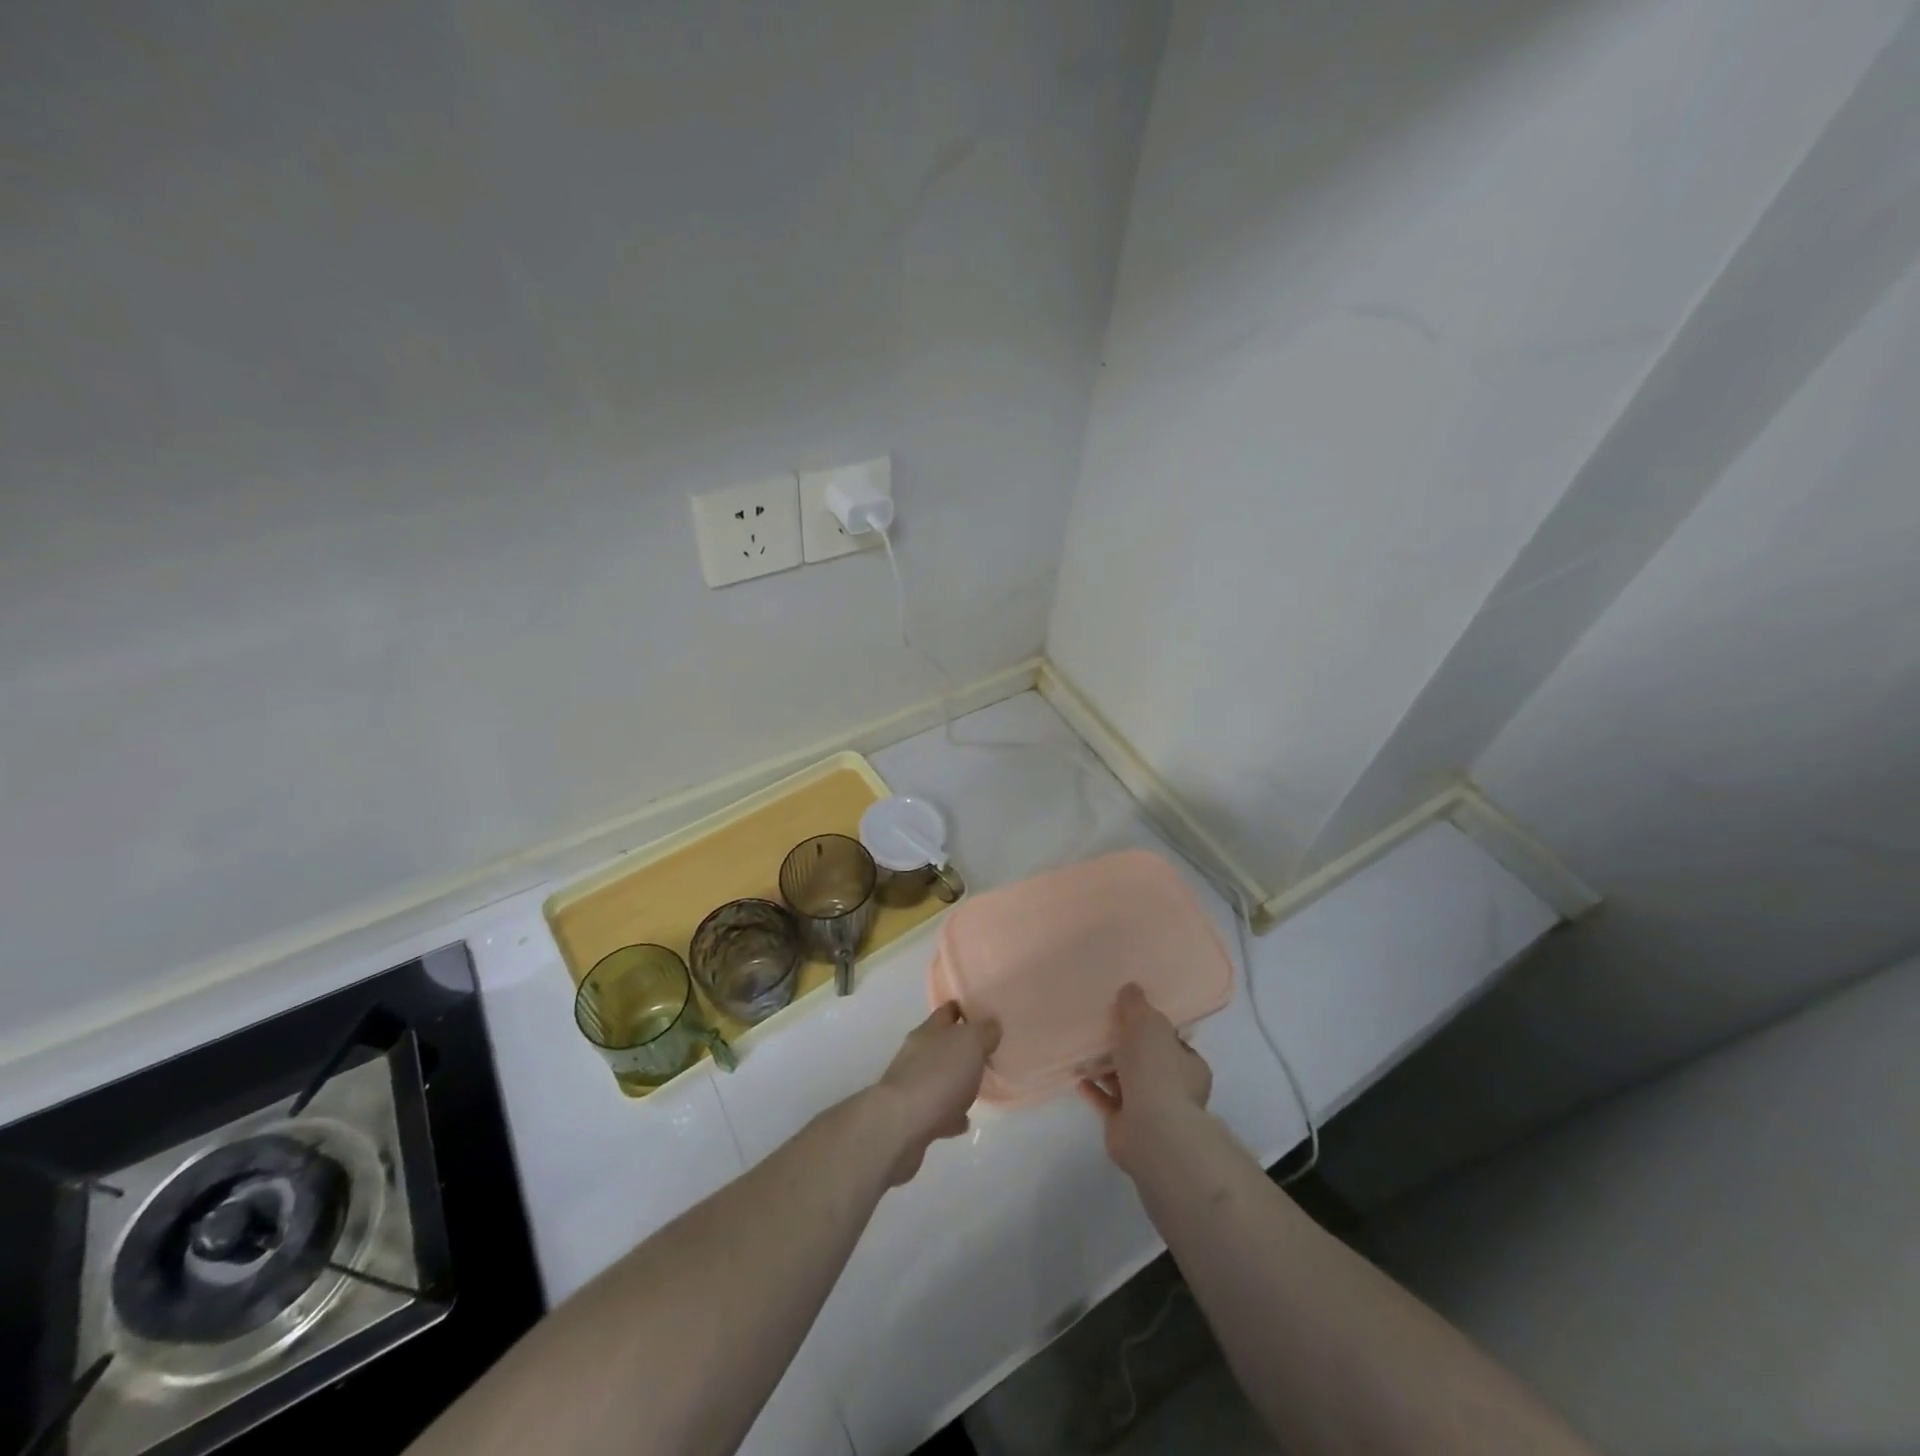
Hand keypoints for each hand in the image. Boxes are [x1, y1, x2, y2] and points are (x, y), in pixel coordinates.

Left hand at [872, 1002, 1000, 1185]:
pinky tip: (963, 1121)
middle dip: (962, 1048)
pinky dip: (950, 1114)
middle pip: (943, 1043)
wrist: (901, 1126)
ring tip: (978, 1088)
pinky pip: (937, 1110)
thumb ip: (984, 1031)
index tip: (985, 1013)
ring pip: (939, 1076)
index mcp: (930, 1030)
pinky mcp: (912, 1116)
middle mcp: (917, 1053)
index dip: (965, 1009)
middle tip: (988, 1053)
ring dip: (956, 1082)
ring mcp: (912, 1084)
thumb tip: (991, 1024)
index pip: (948, 1010)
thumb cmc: (938, 1076)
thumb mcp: (970, 1043)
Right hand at [1079, 983, 1212, 1176]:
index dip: (1152, 1028)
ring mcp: (1152, 1111)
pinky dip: (1095, 1090)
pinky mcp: (1128, 1128)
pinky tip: (1078, 1077)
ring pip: (1127, 1083)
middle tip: (1103, 1030)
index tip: (1130, 1016)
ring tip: (1084, 1051)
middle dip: (1127, 1049)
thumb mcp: (1148, 1024)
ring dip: (1107, 1069)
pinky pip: (1108, 1103)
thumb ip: (1137, 1005)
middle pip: (1147, 1062)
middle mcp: (1175, 1089)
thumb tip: (1130, 988)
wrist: (1152, 1131)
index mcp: (1189, 1065)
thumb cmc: (1157, 1071)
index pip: (1172, 1041)